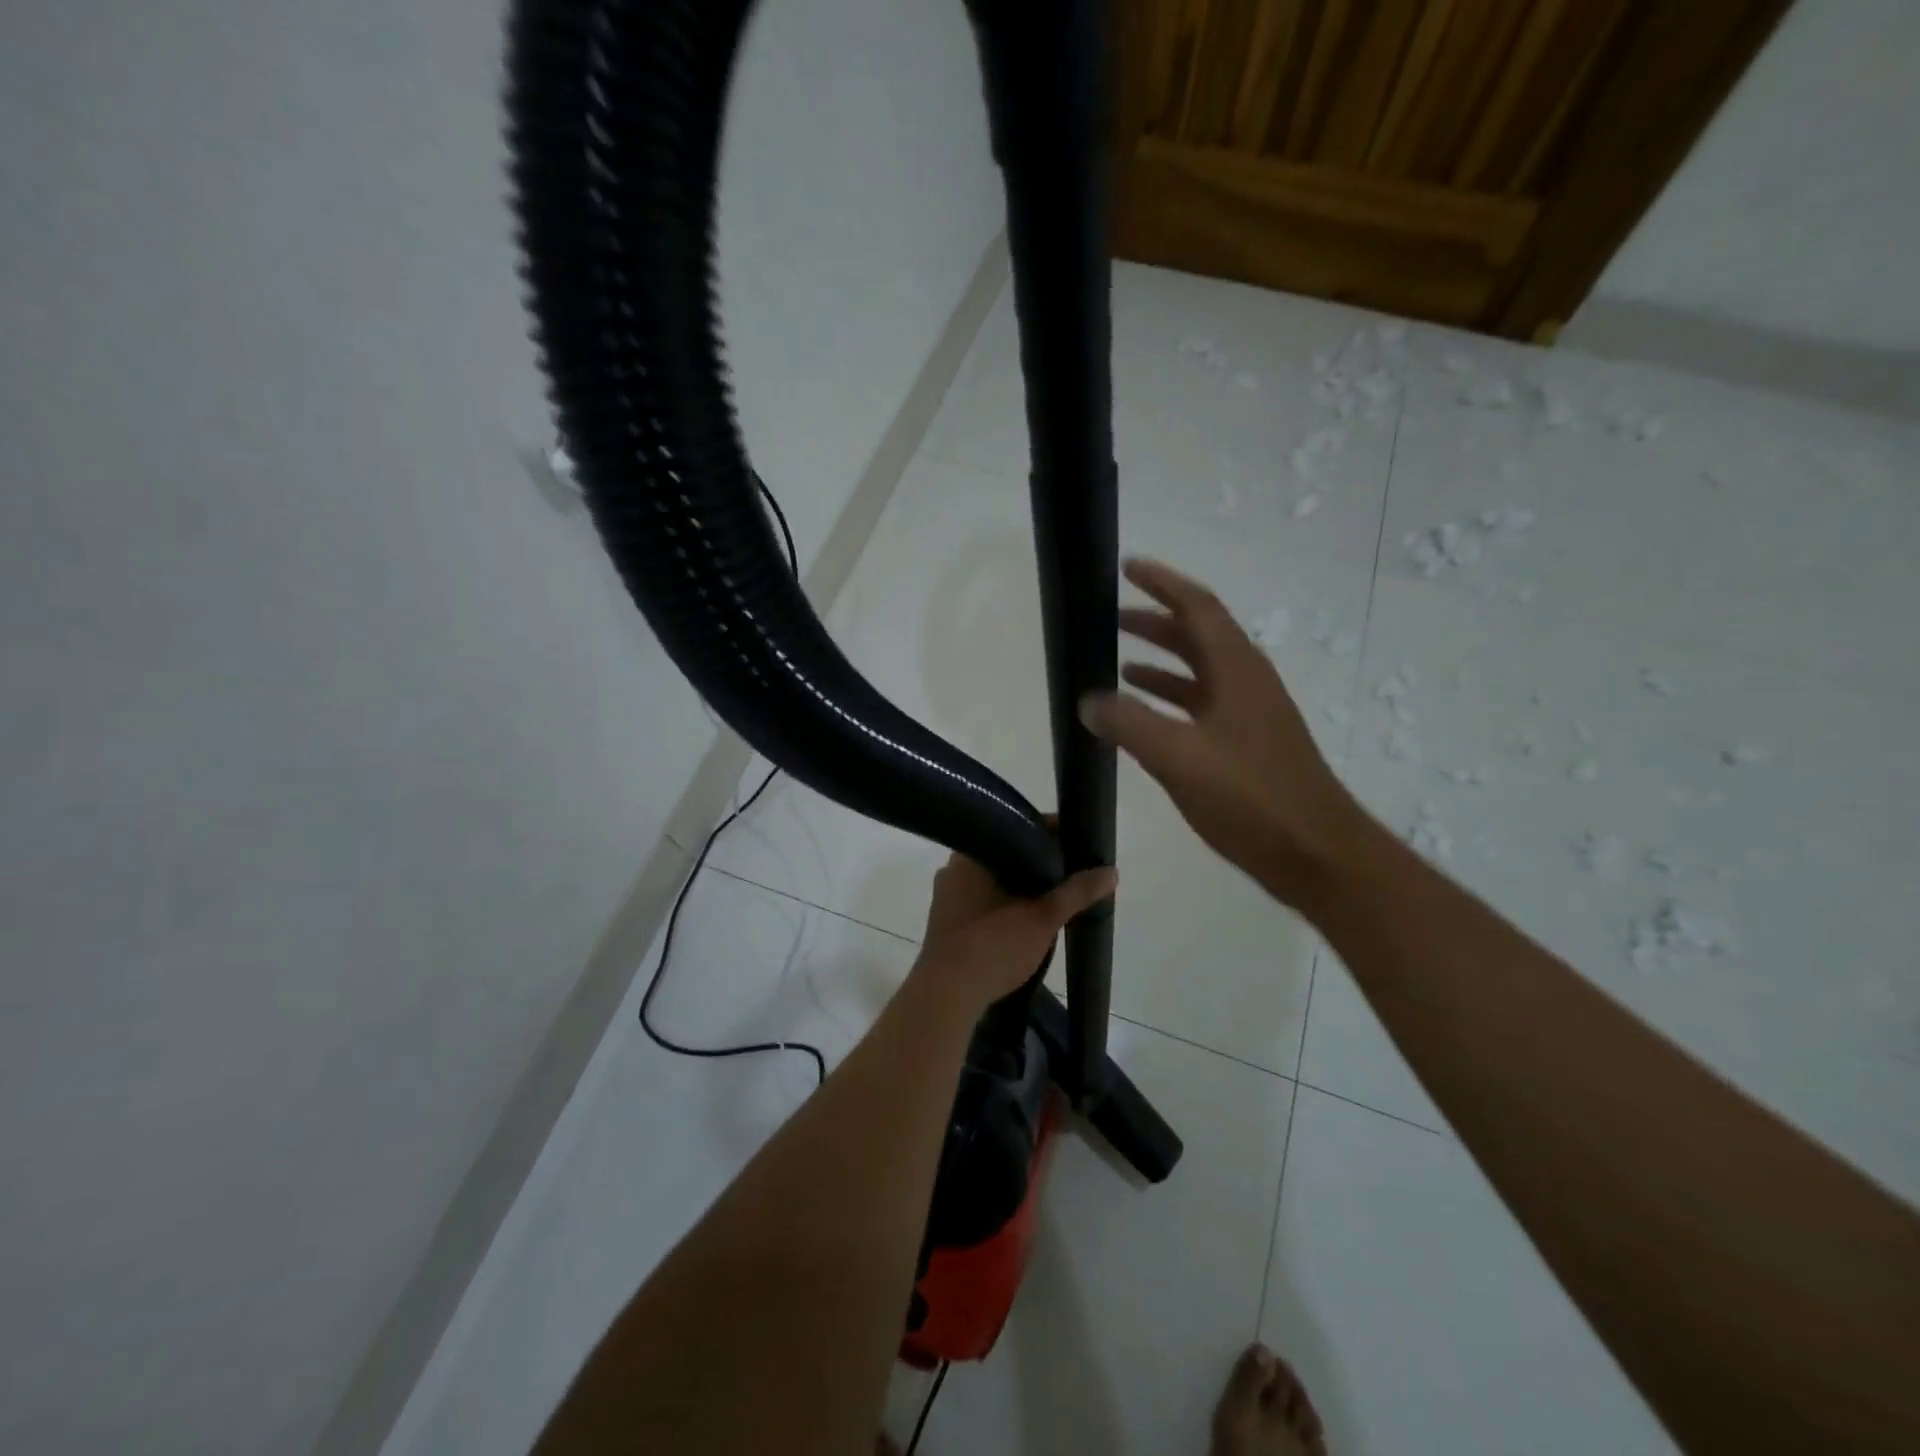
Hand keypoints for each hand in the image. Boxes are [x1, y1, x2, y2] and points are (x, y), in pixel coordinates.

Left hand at [913, 851, 1116, 1008]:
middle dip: (1038, 865)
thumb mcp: (1042, 918)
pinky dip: (1006, 904)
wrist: (946, 996)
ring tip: (1055, 896)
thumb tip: (1111, 871)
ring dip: (1022, 887)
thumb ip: (1076, 892)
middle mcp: (954, 867)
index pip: (1018, 828)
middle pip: (1007, 854)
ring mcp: (947, 895)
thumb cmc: (992, 946)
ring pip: (994, 880)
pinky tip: (1026, 917)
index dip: (1052, 834)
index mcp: (972, 854)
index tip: (1078, 845)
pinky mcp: (946, 921)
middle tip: (1071, 873)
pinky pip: (982, 900)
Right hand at [1079, 557, 1366, 908]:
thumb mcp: (1179, 757)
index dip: (1162, 583)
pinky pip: (1201, 707)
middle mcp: (1245, 682)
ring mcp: (1249, 715)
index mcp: (1236, 670)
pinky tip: (1146, 719)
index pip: (1197, 607)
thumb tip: (1087, 699)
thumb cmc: (1251, 797)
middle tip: (1111, 618)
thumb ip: (1129, 724)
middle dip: (1154, 622)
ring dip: (1162, 662)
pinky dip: (1171, 701)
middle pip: (1197, 636)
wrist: (1315, 854)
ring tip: (1118, 664)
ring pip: (1199, 673)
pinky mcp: (1247, 746)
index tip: (1126, 567)